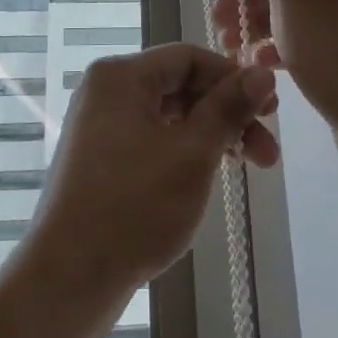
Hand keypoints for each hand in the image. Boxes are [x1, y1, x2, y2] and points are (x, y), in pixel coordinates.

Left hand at [25, 45, 278, 310]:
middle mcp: (107, 91)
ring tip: (254, 167)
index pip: (189, 57)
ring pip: (171, 116)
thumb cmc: (133, 208)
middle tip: (269, 149)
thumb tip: (264, 72)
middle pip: (181, 86)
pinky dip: (187, 152)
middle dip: (228, 114)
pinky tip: (213, 175)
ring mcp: (102, 127)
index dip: (233, 78)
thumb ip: (228, 109)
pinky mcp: (103, 160)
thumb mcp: (192, 154)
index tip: (270, 109)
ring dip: (213, 136)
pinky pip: (154, 139)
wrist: (67, 279)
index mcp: (120, 76)